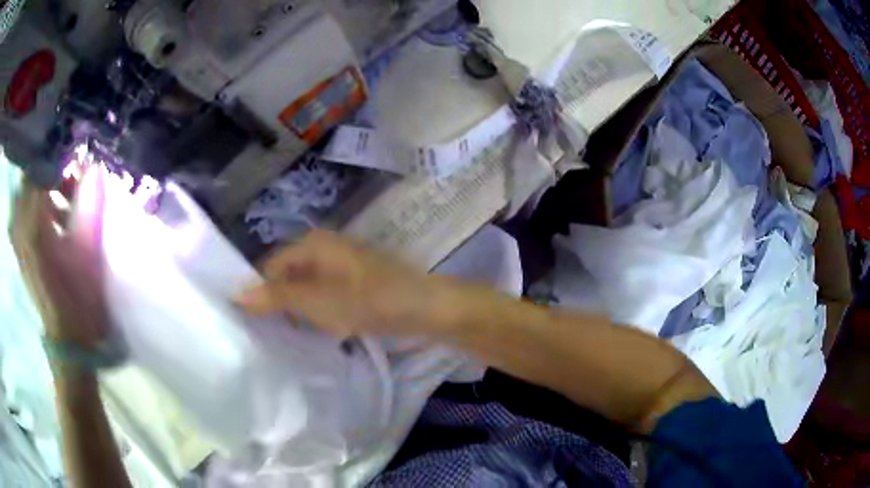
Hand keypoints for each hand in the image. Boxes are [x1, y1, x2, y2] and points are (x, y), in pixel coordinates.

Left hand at [10, 166, 108, 348]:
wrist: (68, 339)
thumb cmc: (79, 297)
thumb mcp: (89, 251)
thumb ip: (90, 204)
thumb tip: (94, 167)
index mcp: (34, 227)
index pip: (39, 170)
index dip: (57, 159)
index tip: (75, 160)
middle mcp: (21, 228)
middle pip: (30, 180)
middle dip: (49, 173)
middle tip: (70, 181)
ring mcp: (18, 240)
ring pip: (26, 196)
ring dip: (43, 189)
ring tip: (63, 201)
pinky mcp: (20, 250)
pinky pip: (23, 213)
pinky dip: (36, 206)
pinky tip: (52, 219)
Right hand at [238, 230, 454, 338]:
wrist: (424, 308)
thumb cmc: (369, 300)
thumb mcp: (317, 300)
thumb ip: (277, 297)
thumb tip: (236, 293)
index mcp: (312, 244)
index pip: (270, 266)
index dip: (258, 292)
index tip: (247, 322)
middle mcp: (323, 249)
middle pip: (287, 276)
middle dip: (277, 303)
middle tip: (264, 333)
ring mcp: (340, 267)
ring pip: (304, 289)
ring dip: (296, 311)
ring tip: (284, 336)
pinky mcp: (352, 285)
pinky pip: (322, 297)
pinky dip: (315, 313)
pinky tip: (313, 332)